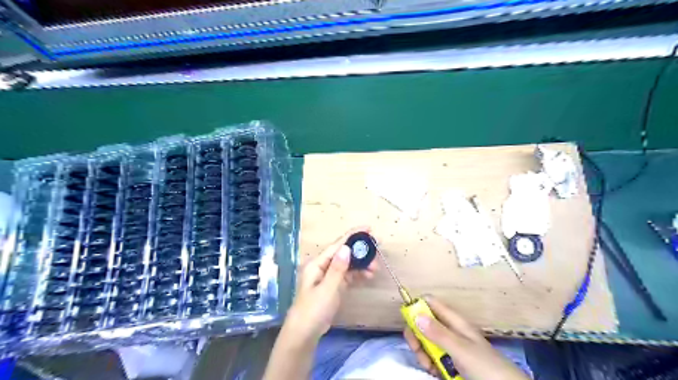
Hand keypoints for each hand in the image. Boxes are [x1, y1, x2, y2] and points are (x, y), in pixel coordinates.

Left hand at [284, 227, 376, 345]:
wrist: (305, 334)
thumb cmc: (313, 310)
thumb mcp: (327, 289)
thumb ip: (338, 269)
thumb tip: (347, 247)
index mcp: (317, 263)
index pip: (337, 245)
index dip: (353, 235)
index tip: (368, 228)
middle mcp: (323, 266)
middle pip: (344, 253)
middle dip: (361, 251)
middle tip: (377, 250)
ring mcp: (328, 276)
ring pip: (348, 265)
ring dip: (361, 264)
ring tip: (376, 268)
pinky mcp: (334, 286)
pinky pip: (348, 276)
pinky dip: (358, 274)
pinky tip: (369, 275)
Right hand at [402, 297, 528, 379]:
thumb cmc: (485, 366)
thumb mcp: (461, 349)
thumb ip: (438, 333)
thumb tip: (415, 314)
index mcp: (454, 321)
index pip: (431, 303)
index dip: (417, 306)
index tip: (407, 319)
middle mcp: (450, 331)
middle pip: (424, 324)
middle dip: (417, 335)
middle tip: (417, 348)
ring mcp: (449, 348)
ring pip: (426, 342)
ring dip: (422, 353)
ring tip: (429, 366)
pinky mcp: (449, 363)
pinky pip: (432, 358)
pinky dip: (429, 364)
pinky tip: (433, 372)